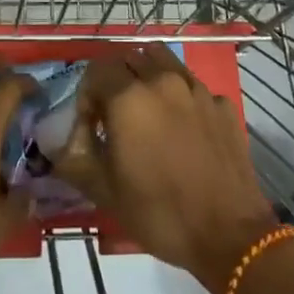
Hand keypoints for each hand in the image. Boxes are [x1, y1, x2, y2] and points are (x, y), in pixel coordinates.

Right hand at [54, 44, 278, 293]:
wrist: (229, 235)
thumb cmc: (159, 213)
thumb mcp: (103, 190)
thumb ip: (75, 154)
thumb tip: (64, 136)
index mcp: (129, 97)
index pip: (97, 68)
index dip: (87, 93)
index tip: (90, 123)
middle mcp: (163, 81)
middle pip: (130, 57)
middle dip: (116, 79)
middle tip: (115, 115)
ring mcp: (197, 90)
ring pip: (164, 62)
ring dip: (148, 76)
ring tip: (147, 110)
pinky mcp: (223, 105)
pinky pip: (193, 86)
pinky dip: (181, 96)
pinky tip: (183, 128)